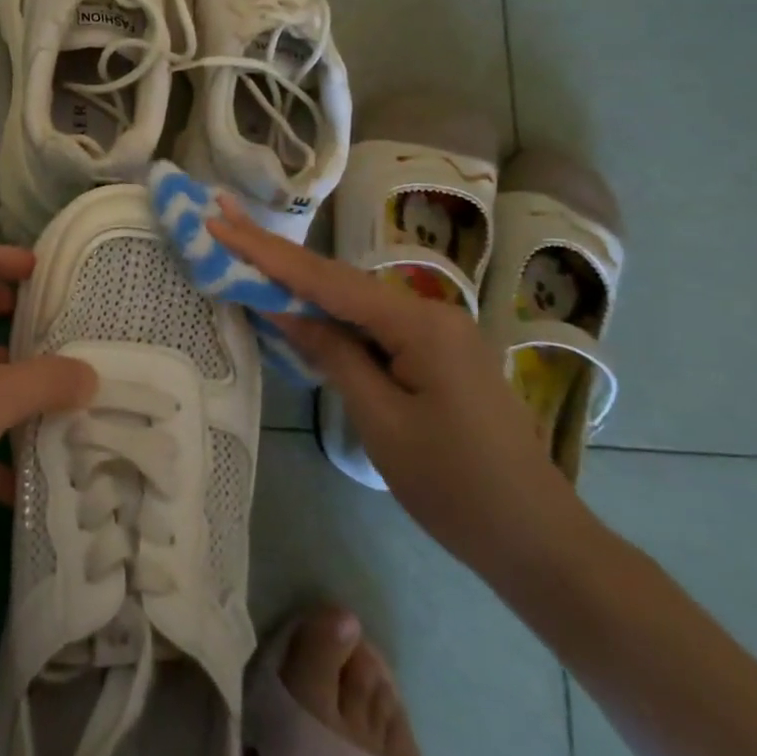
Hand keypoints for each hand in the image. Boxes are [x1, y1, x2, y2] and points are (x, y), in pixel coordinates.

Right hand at [209, 201, 589, 579]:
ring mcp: (435, 332)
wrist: (537, 540)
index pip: (324, 280)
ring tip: (246, 252)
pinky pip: (370, 323)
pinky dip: (328, 313)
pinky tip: (298, 303)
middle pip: (337, 278)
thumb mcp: (381, 420)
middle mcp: (429, 312)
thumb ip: (333, 354)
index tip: (219, 221)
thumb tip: (284, 310)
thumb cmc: (455, 485)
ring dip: (298, 280)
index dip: (265, 252)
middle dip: (276, 251)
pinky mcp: (434, 354)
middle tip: (224, 215)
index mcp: (418, 322)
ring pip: (352, 299)